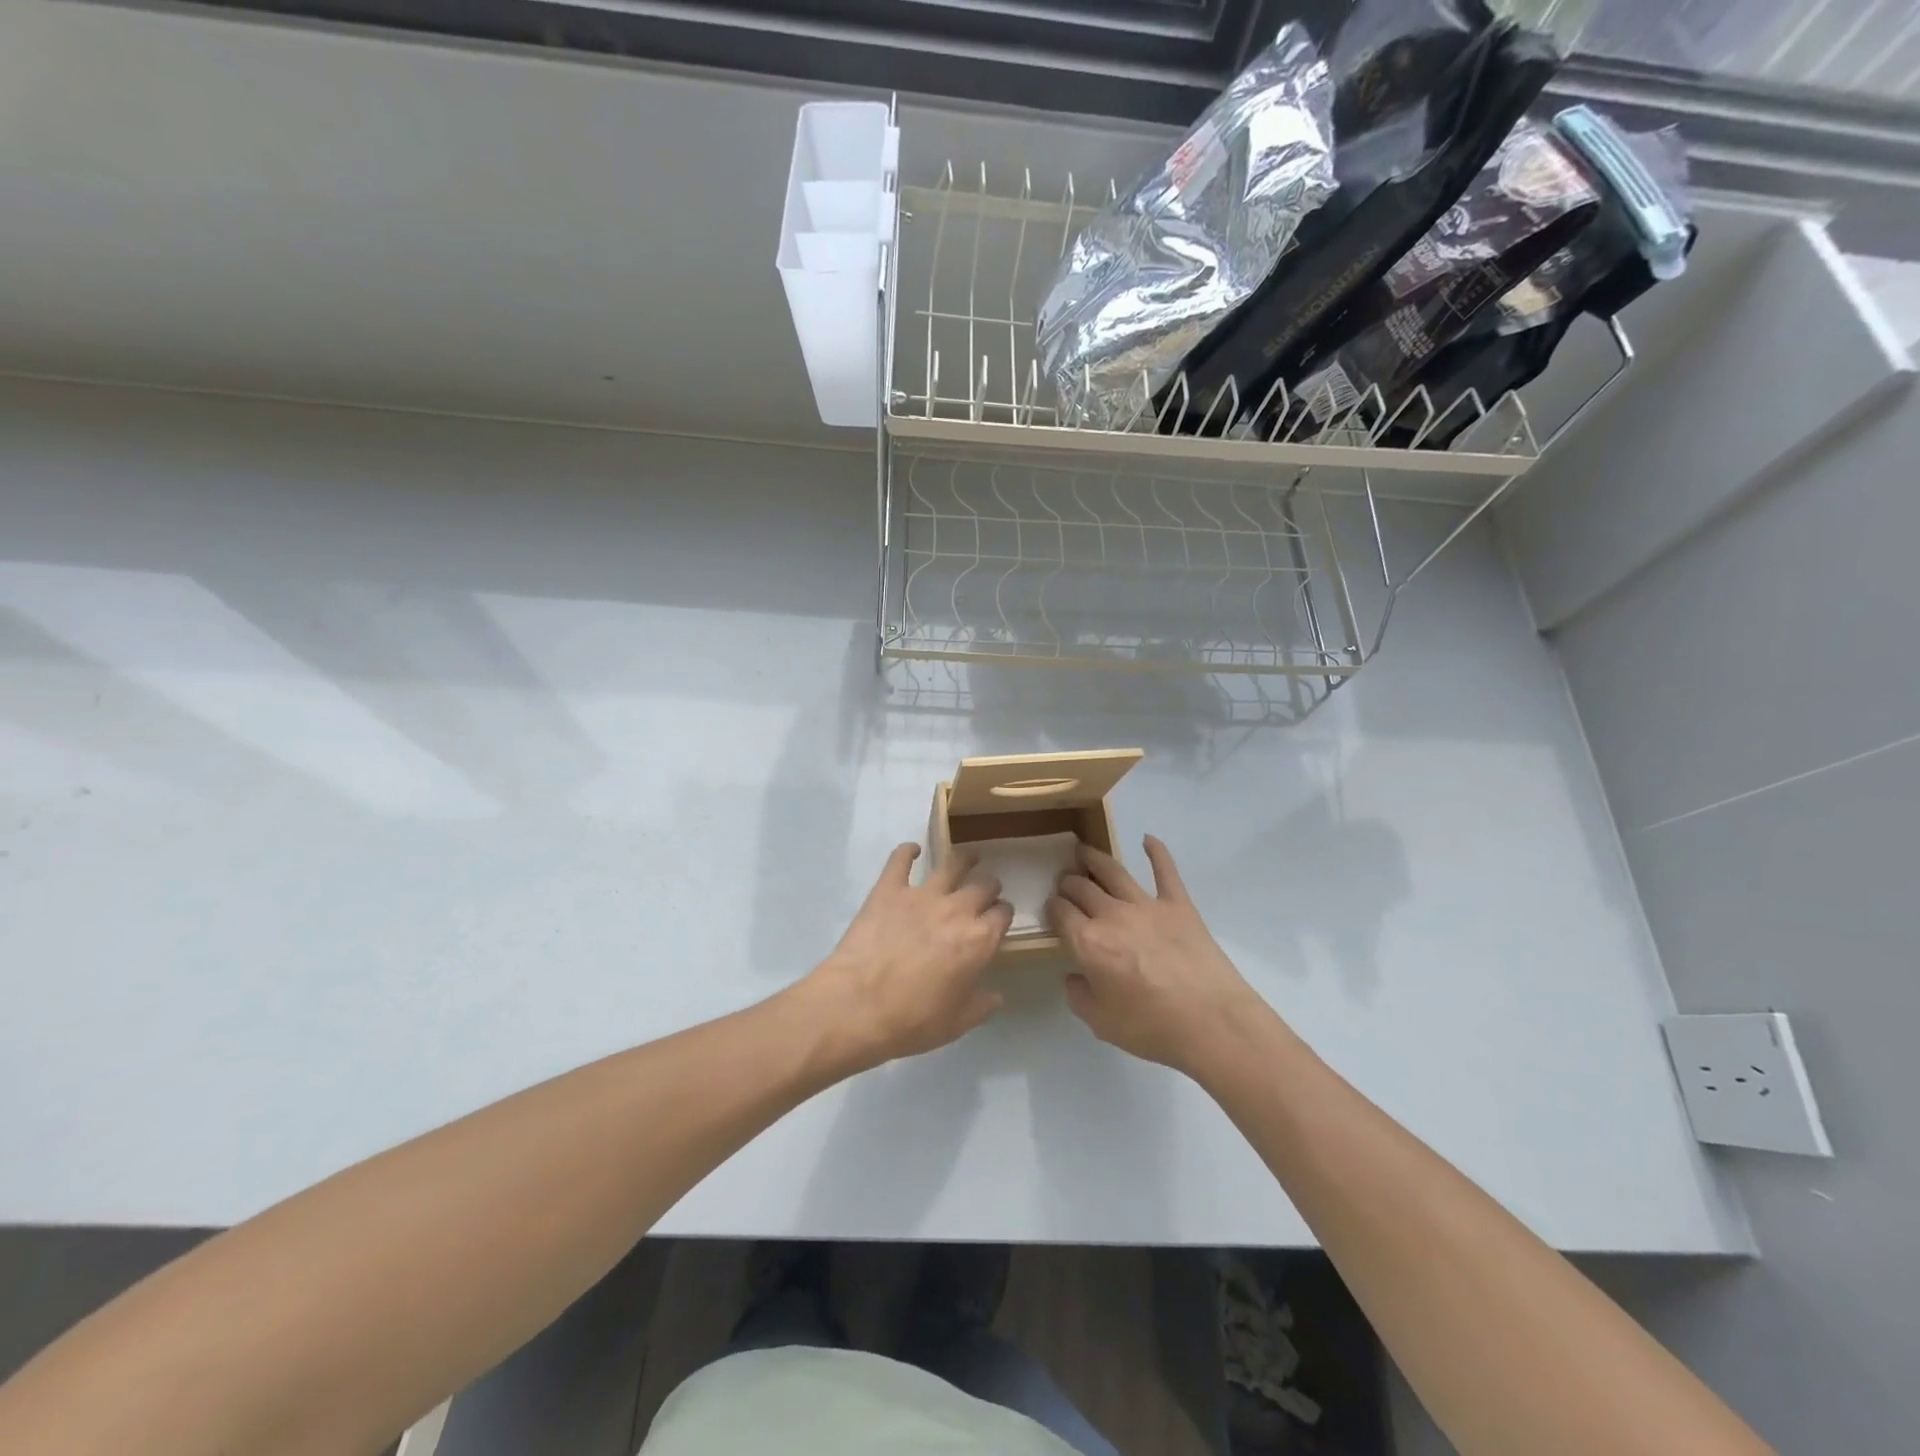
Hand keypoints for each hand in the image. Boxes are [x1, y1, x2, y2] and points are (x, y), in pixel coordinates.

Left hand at [806, 843, 1012, 1071]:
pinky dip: (907, 851)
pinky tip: (911, 850)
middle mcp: (957, 909)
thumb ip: (981, 1005)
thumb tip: (995, 995)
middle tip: (984, 892)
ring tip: (967, 858)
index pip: (1003, 915)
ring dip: (964, 859)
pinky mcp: (889, 889)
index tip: (998, 919)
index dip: (1003, 915)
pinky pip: (900, 859)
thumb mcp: (957, 1023)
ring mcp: (922, 894)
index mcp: (979, 940)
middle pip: (984, 885)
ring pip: (953, 863)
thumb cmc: (912, 1020)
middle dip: (989, 887)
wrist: (858, 1005)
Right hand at [1047, 835, 1268, 1075]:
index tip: (1051, 907)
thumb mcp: (1100, 1023)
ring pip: (1113, 871)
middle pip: (1082, 888)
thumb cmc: (1152, 1027)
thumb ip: (1078, 995)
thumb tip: (1073, 975)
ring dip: (1094, 858)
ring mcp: (1147, 905)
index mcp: (1088, 942)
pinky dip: (1157, 851)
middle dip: (1068, 882)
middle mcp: (1111, 915)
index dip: (1052, 906)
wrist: (1211, 1023)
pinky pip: (1165, 871)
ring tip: (1083, 850)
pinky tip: (1148, 839)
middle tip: (1065, 881)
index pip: (1060, 912)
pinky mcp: (1179, 905)